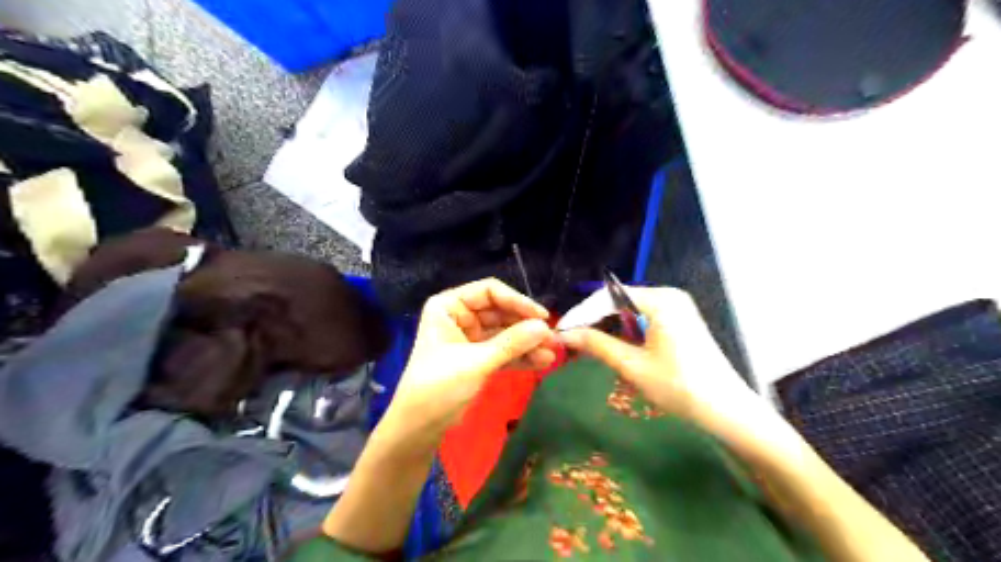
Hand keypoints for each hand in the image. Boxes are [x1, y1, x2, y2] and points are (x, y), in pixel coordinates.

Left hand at [384, 278, 555, 437]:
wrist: (419, 427)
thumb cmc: (438, 387)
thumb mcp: (476, 362)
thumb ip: (511, 343)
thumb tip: (544, 327)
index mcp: (449, 306)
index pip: (489, 292)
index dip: (517, 301)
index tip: (542, 317)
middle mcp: (460, 316)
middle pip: (501, 312)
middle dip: (526, 326)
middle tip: (552, 339)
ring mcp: (470, 337)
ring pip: (505, 333)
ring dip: (527, 343)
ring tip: (552, 353)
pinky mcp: (478, 357)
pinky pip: (503, 351)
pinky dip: (521, 356)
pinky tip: (542, 362)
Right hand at [560, 288, 763, 431]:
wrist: (727, 411)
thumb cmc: (679, 386)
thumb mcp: (632, 365)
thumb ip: (597, 344)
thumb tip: (564, 334)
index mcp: (660, 300)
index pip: (608, 297)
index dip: (582, 313)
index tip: (561, 330)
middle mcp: (669, 296)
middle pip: (619, 301)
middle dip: (594, 320)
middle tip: (571, 339)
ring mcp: (677, 308)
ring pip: (630, 311)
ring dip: (609, 326)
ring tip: (586, 344)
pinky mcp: (680, 321)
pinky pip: (644, 319)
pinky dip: (626, 331)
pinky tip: (613, 345)